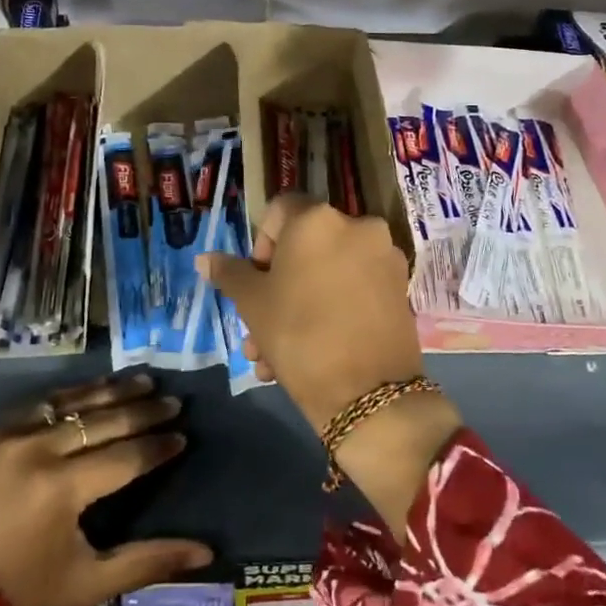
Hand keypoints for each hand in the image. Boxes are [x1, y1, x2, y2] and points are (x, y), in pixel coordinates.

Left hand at [0, 375, 211, 605]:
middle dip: (143, 411)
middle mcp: (39, 450)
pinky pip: (34, 406)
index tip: (182, 436)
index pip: (126, 457)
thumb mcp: (87, 585)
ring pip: (70, 403)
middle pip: (103, 421)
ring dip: (109, 391)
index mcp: (64, 488)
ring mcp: (7, 436)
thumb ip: (146, 563)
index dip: (158, 447)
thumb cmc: (16, 592)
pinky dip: (66, 398)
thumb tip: (205, 552)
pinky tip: (85, 391)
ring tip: (140, 380)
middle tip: (172, 401)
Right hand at [199, 196, 462, 532]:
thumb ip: (230, 273)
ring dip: (299, 306)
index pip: (279, 211)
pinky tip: (311, 354)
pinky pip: (354, 290)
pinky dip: (332, 311)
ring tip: (274, 356)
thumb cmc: (299, 334)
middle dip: (277, 287)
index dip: (260, 243)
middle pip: (305, 247)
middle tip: (258, 327)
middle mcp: (358, 226)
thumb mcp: (252, 304)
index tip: (254, 281)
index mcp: (318, 219)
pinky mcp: (400, 289)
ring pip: (328, 274)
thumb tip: (205, 258)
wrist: (369, 394)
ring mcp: (384, 258)